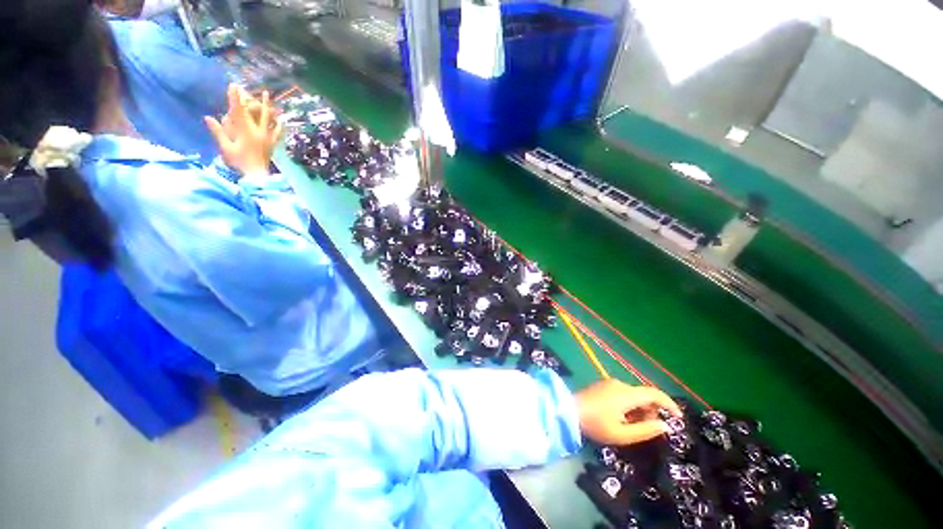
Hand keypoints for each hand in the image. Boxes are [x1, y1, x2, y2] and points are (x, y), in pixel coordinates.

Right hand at [205, 85, 282, 177]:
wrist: (258, 175)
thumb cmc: (239, 162)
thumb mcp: (226, 147)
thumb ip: (218, 132)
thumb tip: (208, 117)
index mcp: (245, 131)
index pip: (238, 111)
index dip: (235, 98)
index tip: (233, 85)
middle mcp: (258, 132)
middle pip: (256, 112)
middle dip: (252, 99)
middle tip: (251, 88)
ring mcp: (267, 137)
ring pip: (268, 119)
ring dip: (267, 107)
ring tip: (268, 96)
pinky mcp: (272, 143)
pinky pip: (277, 132)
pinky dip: (278, 125)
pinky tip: (280, 120)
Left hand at [575, 379, 680, 445]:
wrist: (568, 410)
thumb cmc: (595, 424)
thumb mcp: (622, 434)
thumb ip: (645, 430)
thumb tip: (664, 425)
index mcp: (626, 394)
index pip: (654, 393)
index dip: (669, 404)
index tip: (678, 418)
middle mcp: (619, 384)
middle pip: (644, 395)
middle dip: (650, 411)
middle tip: (646, 429)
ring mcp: (610, 383)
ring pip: (633, 395)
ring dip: (639, 410)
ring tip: (630, 426)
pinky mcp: (603, 385)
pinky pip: (623, 394)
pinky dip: (629, 405)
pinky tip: (620, 418)